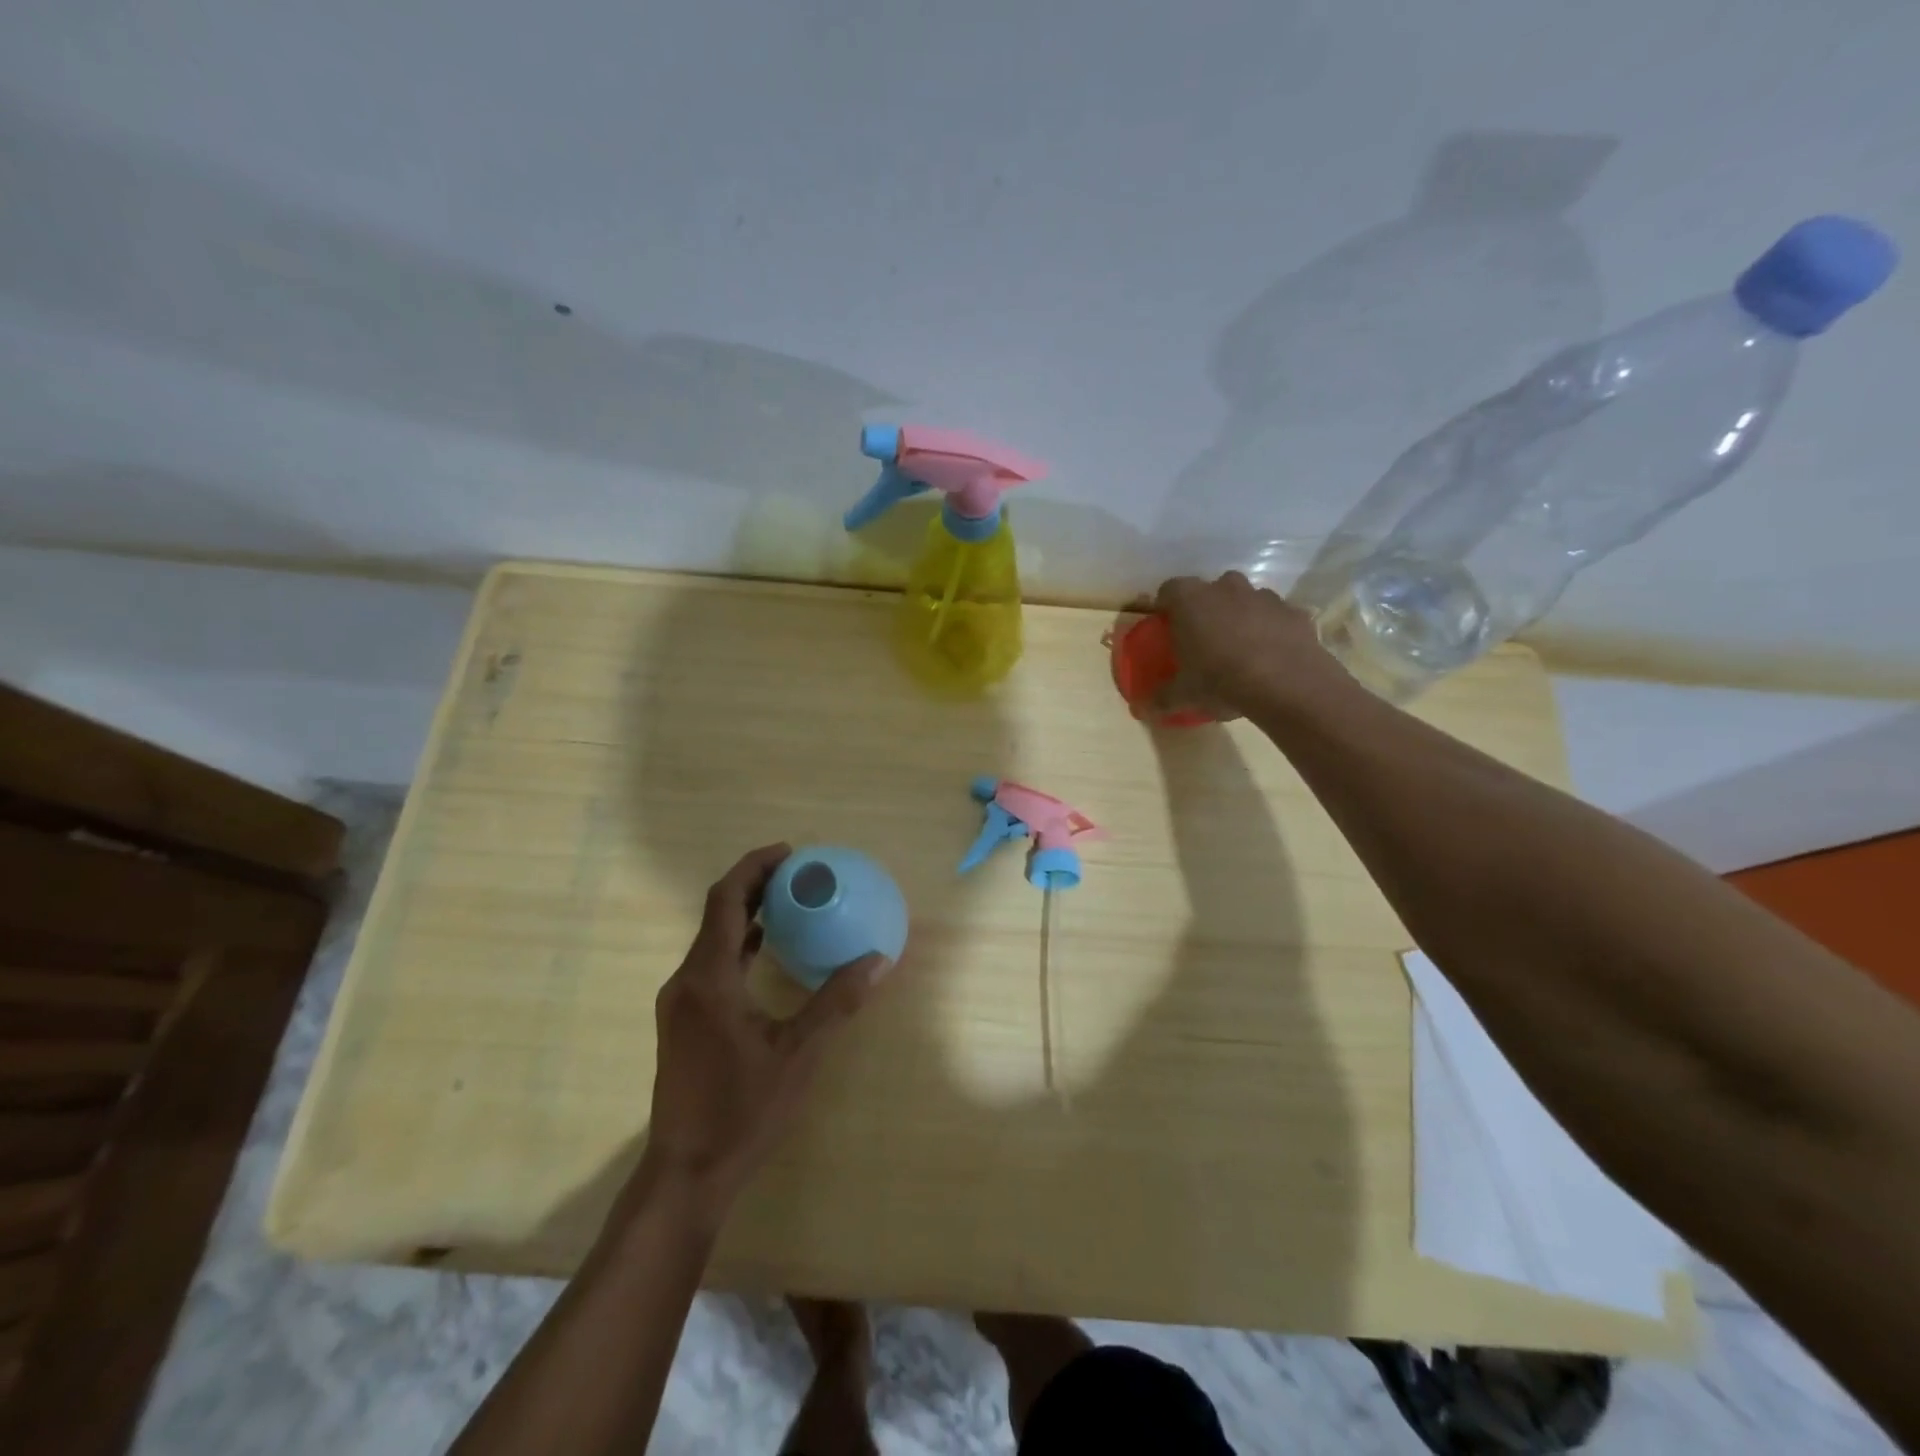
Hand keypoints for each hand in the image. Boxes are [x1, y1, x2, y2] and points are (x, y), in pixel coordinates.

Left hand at [635, 844, 886, 1214]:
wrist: (686, 1173)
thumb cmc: (742, 1110)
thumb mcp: (798, 1055)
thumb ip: (836, 1002)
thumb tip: (879, 959)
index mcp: (709, 979)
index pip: (725, 901)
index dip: (754, 868)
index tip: (790, 853)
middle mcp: (686, 981)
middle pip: (717, 913)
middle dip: (753, 884)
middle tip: (797, 871)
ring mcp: (679, 1002)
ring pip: (712, 938)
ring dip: (746, 912)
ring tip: (788, 900)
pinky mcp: (682, 1021)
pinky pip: (711, 962)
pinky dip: (739, 942)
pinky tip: (766, 948)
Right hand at [1152, 572, 1341, 719]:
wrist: (1287, 683)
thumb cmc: (1220, 679)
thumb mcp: (1183, 695)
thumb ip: (1161, 698)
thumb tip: (1142, 708)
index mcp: (1190, 600)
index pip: (1169, 590)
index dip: (1166, 606)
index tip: (1167, 627)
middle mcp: (1226, 588)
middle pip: (1210, 590)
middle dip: (1206, 609)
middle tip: (1203, 639)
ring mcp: (1264, 596)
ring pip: (1245, 600)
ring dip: (1240, 617)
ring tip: (1239, 651)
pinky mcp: (1294, 612)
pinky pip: (1275, 617)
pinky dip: (1271, 630)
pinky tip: (1270, 657)